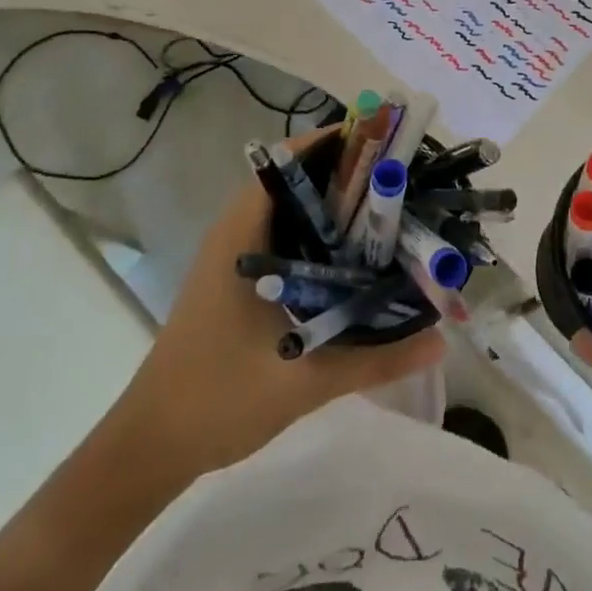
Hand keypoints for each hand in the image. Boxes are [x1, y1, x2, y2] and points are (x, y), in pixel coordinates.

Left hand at [115, 129, 445, 478]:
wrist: (151, 446)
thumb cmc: (218, 399)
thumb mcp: (305, 379)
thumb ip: (377, 359)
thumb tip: (440, 339)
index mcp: (243, 235)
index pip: (290, 162)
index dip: (338, 145)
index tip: (387, 146)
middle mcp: (236, 231)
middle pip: (297, 179)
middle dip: (348, 173)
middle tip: (401, 180)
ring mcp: (234, 253)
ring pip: (292, 208)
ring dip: (334, 203)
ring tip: (389, 208)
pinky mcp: (237, 276)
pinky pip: (285, 234)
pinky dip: (320, 232)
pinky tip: (355, 255)